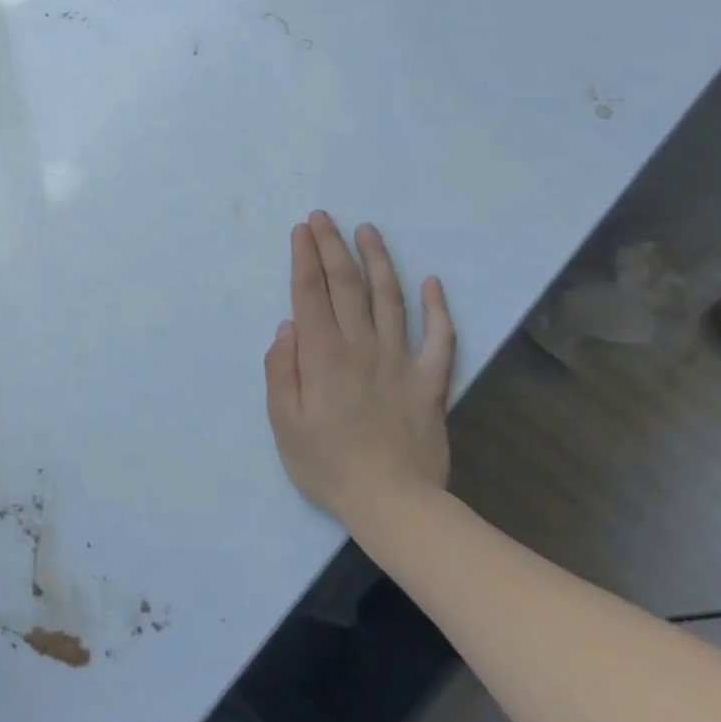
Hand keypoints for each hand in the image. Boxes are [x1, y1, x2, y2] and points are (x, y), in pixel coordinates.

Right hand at [264, 213, 454, 530]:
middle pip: (346, 285)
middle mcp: (362, 346)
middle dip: (333, 246)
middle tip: (324, 217)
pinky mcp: (430, 382)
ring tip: (369, 231)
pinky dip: (438, 308)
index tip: (302, 230)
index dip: (305, 257)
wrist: (393, 504)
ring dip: (378, 261)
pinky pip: (439, 338)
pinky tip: (433, 282)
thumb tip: (287, 326)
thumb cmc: (327, 464)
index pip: (310, 293)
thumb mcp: (283, 421)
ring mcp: (400, 361)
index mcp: (322, 355)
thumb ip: (281, 369)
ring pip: (390, 299)